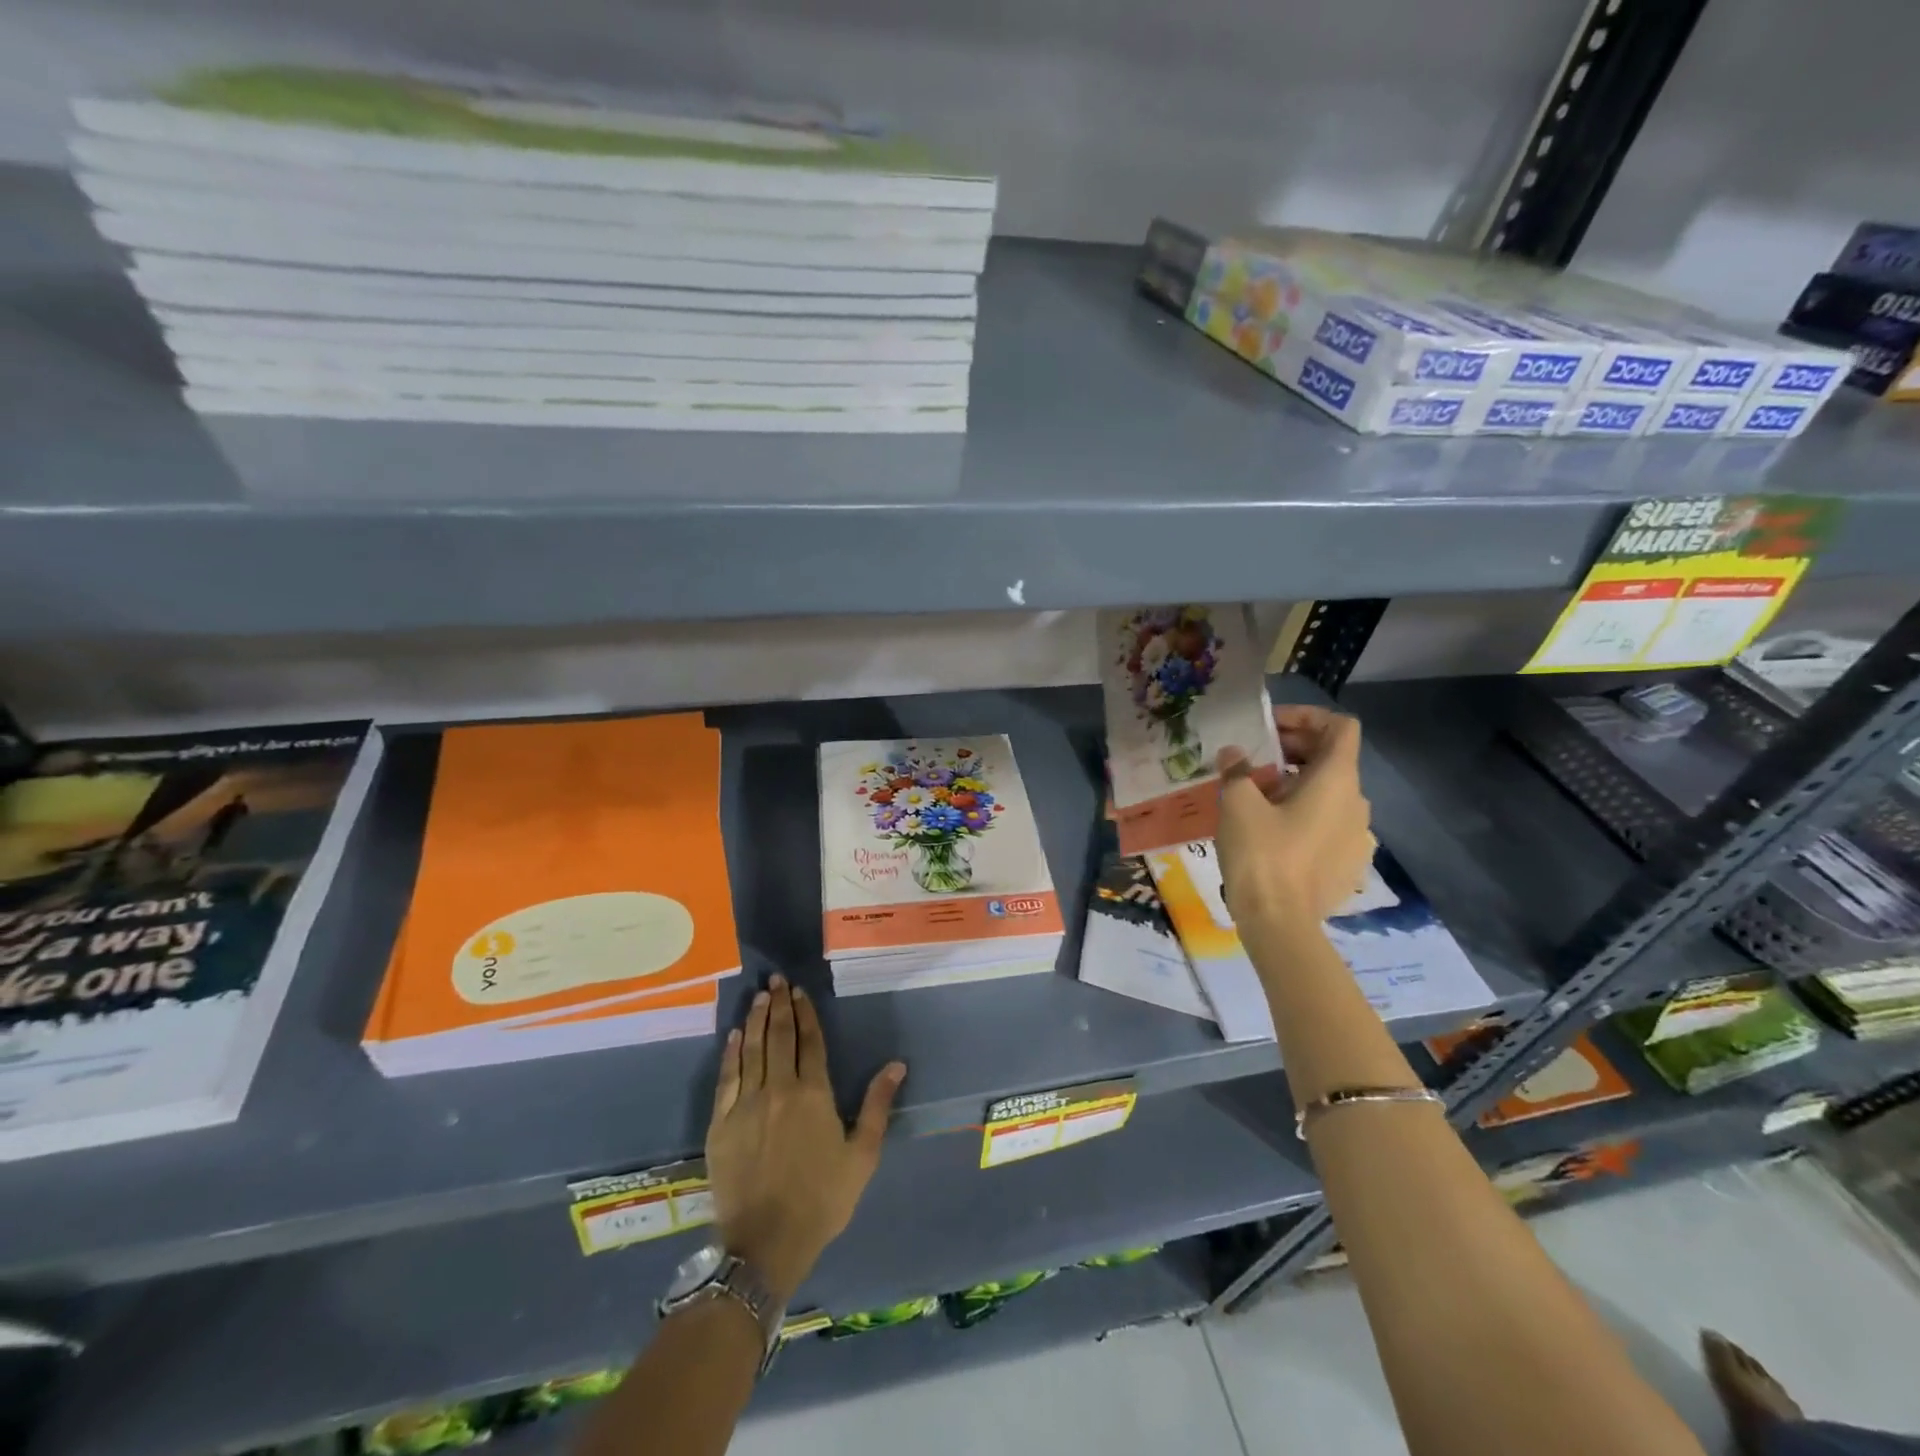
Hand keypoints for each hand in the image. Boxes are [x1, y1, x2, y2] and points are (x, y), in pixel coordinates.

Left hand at [705, 974, 905, 1303]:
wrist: (765, 1244)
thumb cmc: (821, 1200)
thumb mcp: (861, 1156)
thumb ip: (876, 1106)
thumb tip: (896, 1064)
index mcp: (814, 1095)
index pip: (810, 1042)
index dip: (806, 1014)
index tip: (800, 992)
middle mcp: (779, 1089)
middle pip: (779, 1037)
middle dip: (779, 1006)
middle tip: (777, 981)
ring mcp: (746, 1104)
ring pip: (752, 1050)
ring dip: (756, 1020)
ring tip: (759, 996)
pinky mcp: (721, 1123)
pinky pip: (726, 1078)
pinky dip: (730, 1053)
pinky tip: (734, 1035)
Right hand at [1215, 706, 1372, 926]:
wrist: (1280, 923)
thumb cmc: (1261, 855)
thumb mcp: (1238, 804)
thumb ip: (1237, 770)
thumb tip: (1234, 753)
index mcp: (1337, 781)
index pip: (1340, 727)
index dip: (1307, 717)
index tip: (1270, 728)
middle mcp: (1357, 802)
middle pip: (1334, 758)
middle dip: (1295, 749)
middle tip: (1254, 758)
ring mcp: (1358, 836)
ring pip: (1331, 793)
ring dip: (1298, 783)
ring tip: (1258, 794)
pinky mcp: (1350, 864)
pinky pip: (1330, 824)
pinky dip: (1306, 814)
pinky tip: (1274, 831)